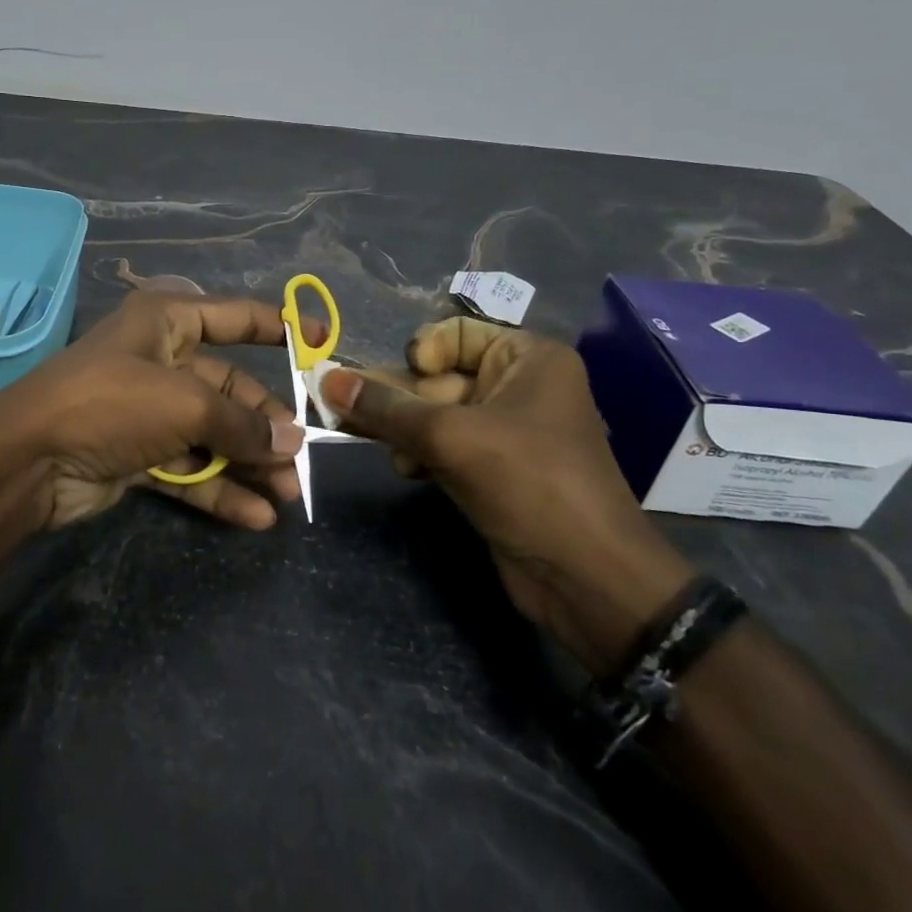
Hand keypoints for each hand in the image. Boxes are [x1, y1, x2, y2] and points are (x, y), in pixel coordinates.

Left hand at [0, 292, 323, 530]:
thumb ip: (241, 423)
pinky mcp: (139, 454)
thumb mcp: (185, 403)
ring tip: (289, 493)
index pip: (235, 316)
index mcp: (167, 322)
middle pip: (229, 388)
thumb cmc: (112, 403)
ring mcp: (149, 410)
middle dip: (265, 423)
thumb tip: (291, 442)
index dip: (279, 326)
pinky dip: (220, 488)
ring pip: (214, 433)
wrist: (29, 460)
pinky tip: (256, 516)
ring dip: (250, 461)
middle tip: (300, 457)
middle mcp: (161, 360)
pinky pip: (191, 467)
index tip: (321, 342)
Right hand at [318, 318, 693, 671]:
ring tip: (393, 454)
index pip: (456, 333)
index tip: (406, 380)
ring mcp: (508, 430)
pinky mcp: (496, 469)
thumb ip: (384, 407)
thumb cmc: (528, 483)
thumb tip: (324, 378)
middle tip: (354, 416)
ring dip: (407, 431)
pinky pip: (446, 445)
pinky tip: (407, 470)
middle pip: (439, 377)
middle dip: (402, 400)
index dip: (423, 352)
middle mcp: (520, 386)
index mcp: (528, 358)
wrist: (587, 578)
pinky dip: (422, 452)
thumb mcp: (450, 437)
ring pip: (436, 414)